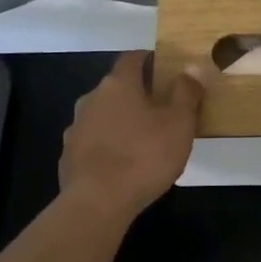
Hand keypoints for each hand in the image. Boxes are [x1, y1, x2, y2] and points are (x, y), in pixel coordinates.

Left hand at [58, 51, 204, 215]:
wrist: (97, 203)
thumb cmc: (144, 156)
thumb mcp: (179, 122)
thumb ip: (186, 92)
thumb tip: (192, 67)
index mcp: (118, 84)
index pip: (132, 58)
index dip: (149, 60)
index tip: (165, 69)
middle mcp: (91, 99)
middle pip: (116, 87)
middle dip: (136, 94)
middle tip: (160, 109)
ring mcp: (76, 128)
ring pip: (102, 115)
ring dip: (120, 121)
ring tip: (142, 139)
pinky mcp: (68, 156)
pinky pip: (92, 142)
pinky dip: (107, 146)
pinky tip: (121, 164)